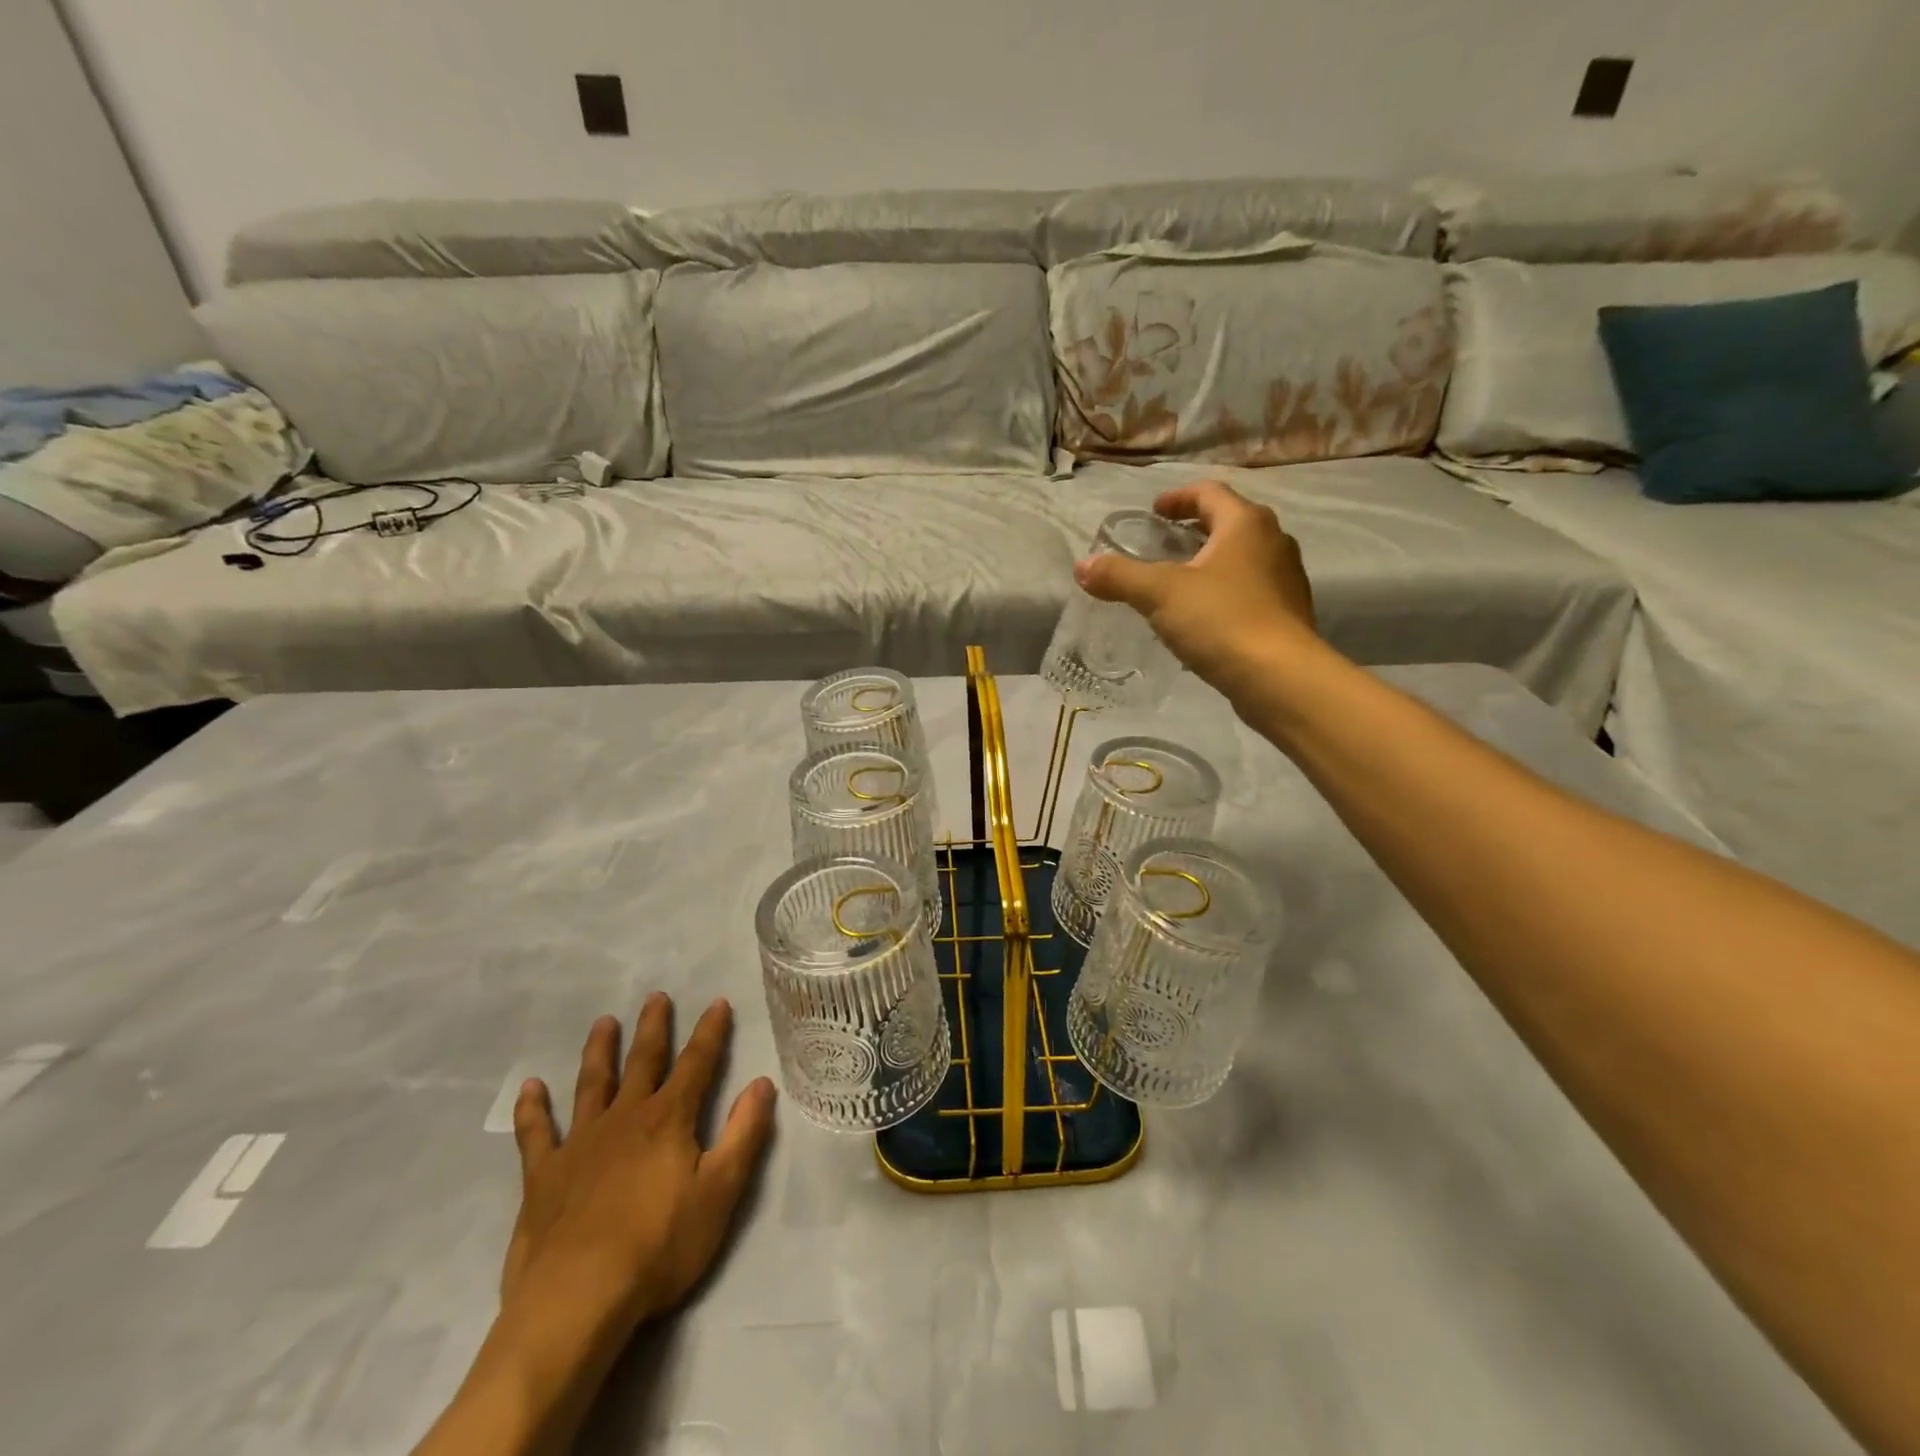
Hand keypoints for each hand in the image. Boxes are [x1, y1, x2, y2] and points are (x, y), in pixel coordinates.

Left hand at [503, 995, 776, 1347]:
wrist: (576, 1301)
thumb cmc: (658, 1247)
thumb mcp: (720, 1192)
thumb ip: (744, 1134)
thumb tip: (762, 1083)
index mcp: (669, 1119)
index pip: (697, 1063)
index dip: (710, 1032)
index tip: (717, 1003)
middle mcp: (625, 1118)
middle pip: (643, 1061)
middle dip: (653, 1028)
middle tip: (655, 997)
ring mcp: (581, 1144)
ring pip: (592, 1084)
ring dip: (599, 1051)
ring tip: (603, 1023)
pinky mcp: (544, 1176)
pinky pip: (536, 1134)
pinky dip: (533, 1110)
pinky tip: (529, 1089)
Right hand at [1075, 480, 1319, 698]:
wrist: (1279, 678)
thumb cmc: (1221, 620)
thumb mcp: (1160, 594)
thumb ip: (1120, 576)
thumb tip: (1082, 567)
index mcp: (1245, 524)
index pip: (1209, 493)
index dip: (1178, 498)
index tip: (1154, 511)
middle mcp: (1273, 542)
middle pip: (1230, 523)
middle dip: (1195, 530)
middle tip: (1164, 544)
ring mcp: (1286, 579)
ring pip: (1243, 558)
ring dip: (1211, 562)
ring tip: (1180, 582)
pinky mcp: (1288, 614)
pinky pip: (1250, 590)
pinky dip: (1225, 592)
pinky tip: (1203, 618)